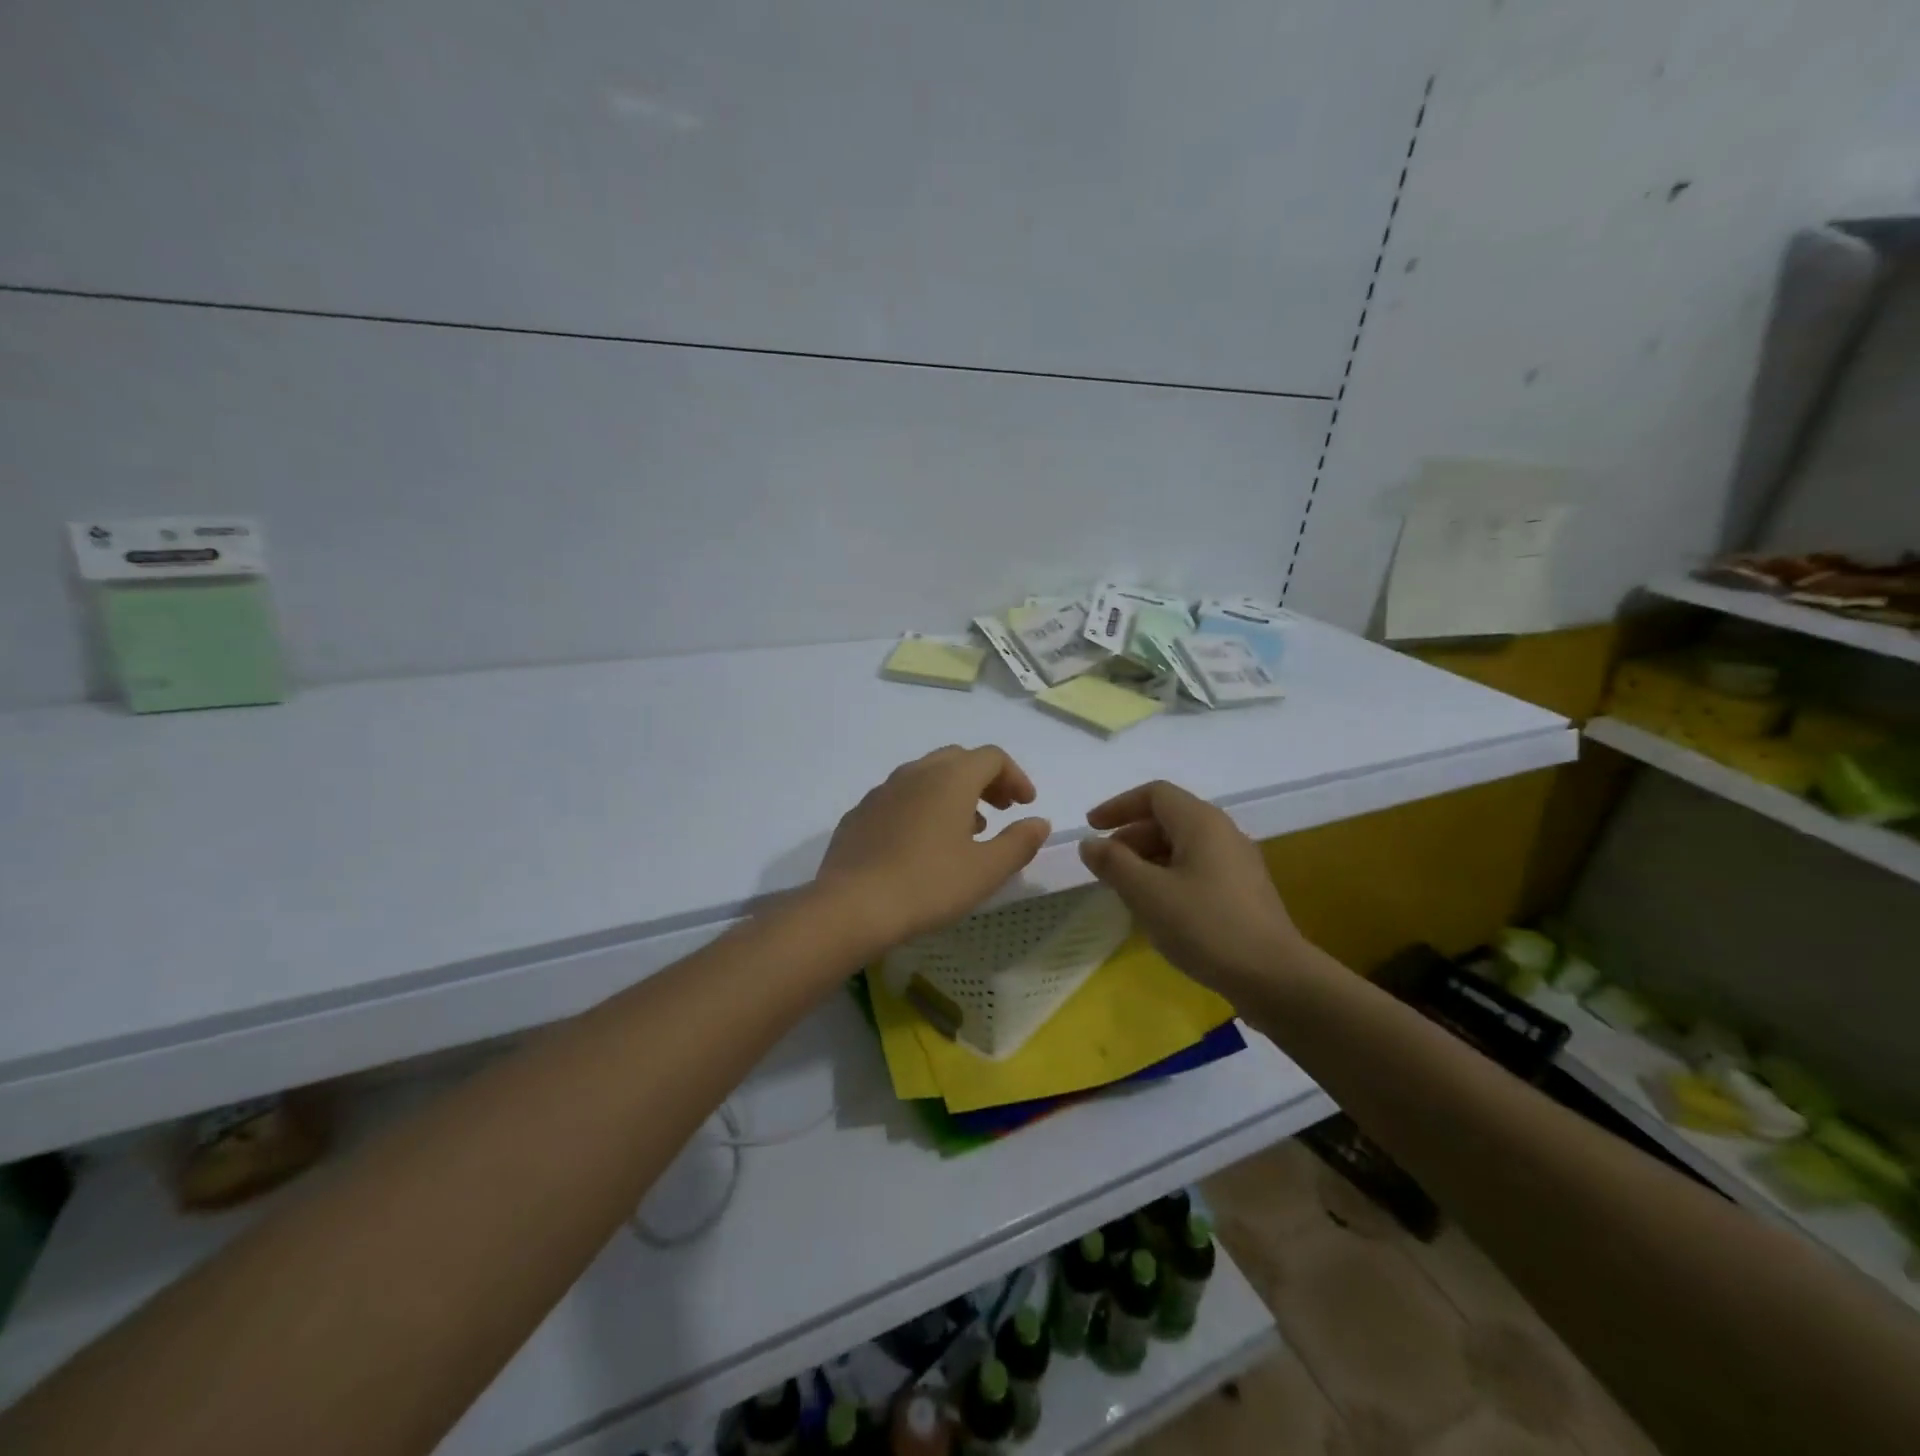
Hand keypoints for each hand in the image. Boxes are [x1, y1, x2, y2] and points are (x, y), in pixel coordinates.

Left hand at [815, 745, 1051, 951]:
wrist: (852, 906)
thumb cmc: (929, 884)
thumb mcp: (986, 870)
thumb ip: (1019, 842)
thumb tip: (1039, 822)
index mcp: (951, 778)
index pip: (992, 757)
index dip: (1015, 777)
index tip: (1026, 805)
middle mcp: (916, 773)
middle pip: (959, 760)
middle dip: (985, 780)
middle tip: (1001, 810)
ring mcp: (883, 790)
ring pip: (927, 777)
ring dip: (954, 793)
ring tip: (967, 829)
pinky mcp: (860, 813)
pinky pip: (900, 797)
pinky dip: (923, 807)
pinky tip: (922, 844)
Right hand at [1077, 780, 1305, 991]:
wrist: (1274, 978)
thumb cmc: (1205, 926)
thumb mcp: (1147, 893)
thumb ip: (1113, 863)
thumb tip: (1090, 843)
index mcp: (1201, 822)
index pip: (1154, 794)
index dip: (1118, 806)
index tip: (1091, 828)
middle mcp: (1223, 833)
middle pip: (1169, 818)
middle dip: (1131, 836)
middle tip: (1104, 865)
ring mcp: (1238, 863)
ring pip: (1183, 846)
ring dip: (1148, 858)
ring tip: (1125, 889)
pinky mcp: (1244, 892)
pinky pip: (1198, 868)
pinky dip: (1169, 876)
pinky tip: (1159, 909)